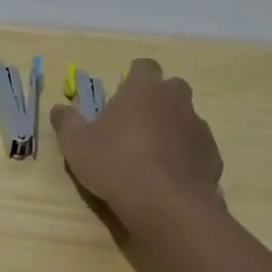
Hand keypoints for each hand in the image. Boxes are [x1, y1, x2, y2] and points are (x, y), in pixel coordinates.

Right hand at [50, 58, 224, 224]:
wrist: (166, 205)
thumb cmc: (115, 163)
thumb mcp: (76, 144)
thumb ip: (67, 122)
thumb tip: (59, 108)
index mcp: (144, 89)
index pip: (144, 66)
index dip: (133, 77)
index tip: (121, 93)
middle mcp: (176, 100)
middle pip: (170, 88)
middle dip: (156, 100)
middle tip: (133, 123)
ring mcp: (199, 128)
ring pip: (185, 118)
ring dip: (171, 129)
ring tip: (150, 155)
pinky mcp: (212, 156)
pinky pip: (196, 148)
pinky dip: (184, 155)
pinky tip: (167, 176)